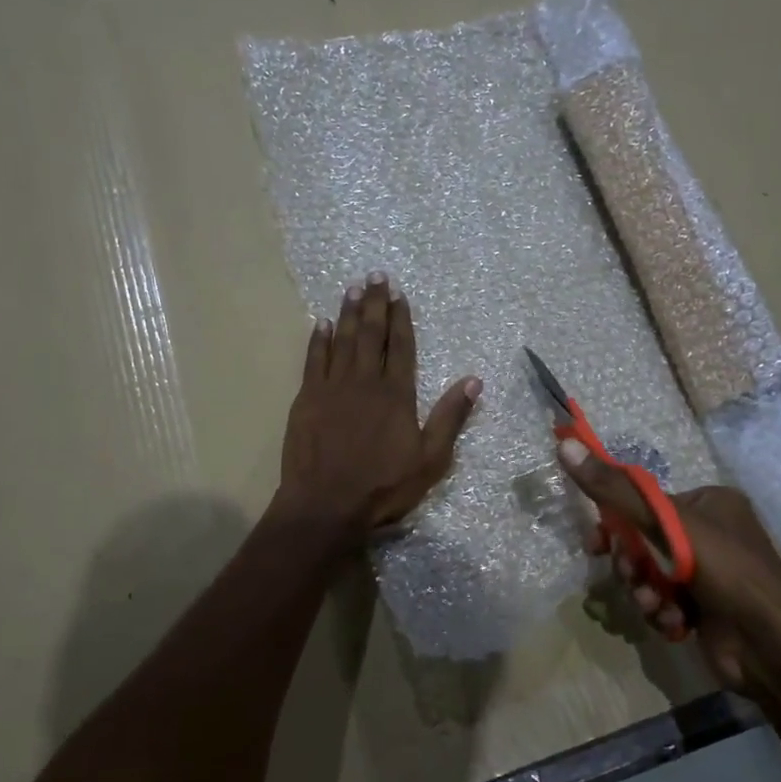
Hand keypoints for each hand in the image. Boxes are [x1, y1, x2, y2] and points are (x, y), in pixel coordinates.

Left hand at [278, 274, 479, 539]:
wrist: (326, 505)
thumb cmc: (383, 487)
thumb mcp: (430, 459)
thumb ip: (450, 417)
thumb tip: (474, 380)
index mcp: (396, 394)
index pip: (400, 346)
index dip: (400, 318)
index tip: (399, 294)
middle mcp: (364, 382)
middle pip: (370, 334)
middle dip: (374, 304)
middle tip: (374, 276)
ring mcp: (332, 388)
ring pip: (342, 340)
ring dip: (348, 313)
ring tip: (352, 288)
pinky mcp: (306, 399)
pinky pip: (313, 361)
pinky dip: (318, 340)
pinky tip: (321, 324)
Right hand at [558, 439, 780, 691]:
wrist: (771, 648)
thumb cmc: (726, 572)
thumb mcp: (668, 524)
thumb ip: (615, 489)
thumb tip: (565, 444)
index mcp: (710, 502)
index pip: (646, 503)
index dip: (616, 523)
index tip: (595, 544)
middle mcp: (711, 533)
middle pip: (645, 541)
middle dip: (634, 565)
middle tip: (634, 577)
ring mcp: (709, 573)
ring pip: (651, 575)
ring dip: (646, 592)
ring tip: (657, 605)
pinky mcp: (705, 607)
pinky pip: (664, 600)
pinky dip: (663, 612)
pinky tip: (675, 623)